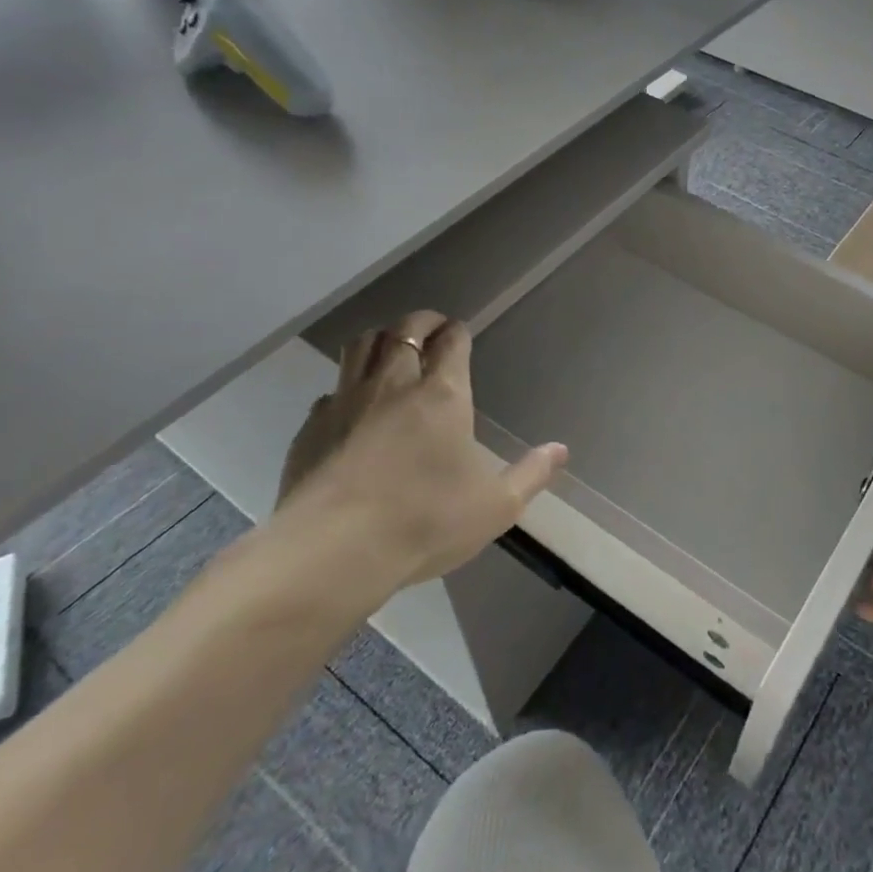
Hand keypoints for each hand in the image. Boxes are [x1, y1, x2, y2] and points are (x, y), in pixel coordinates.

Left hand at [270, 311, 566, 613]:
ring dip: (380, 339)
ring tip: (391, 349)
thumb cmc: (426, 521)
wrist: (333, 550)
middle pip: (404, 330)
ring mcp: (347, 401)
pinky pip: (331, 390)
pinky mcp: (312, 426)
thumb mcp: (496, 506)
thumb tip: (560, 450)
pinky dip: (345, 387)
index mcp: (443, 395)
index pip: (452, 341)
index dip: (458, 331)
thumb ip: (531, 474)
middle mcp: (394, 384)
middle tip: (432, 328)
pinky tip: (351, 407)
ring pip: (361, 346)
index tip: (461, 332)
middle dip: (421, 322)